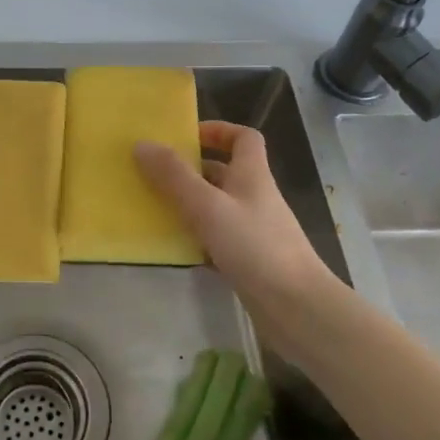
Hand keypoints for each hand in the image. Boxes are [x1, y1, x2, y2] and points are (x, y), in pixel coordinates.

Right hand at [135, 121, 346, 366]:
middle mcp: (255, 197)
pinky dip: (196, 239)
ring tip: (154, 208)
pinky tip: (173, 248)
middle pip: (224, 172)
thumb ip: (174, 176)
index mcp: (252, 174)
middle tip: (154, 174)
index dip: (218, 131)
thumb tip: (142, 144)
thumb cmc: (255, 246)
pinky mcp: (249, 260)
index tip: (185, 137)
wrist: (297, 308)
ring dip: (189, 205)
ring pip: (217, 207)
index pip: (243, 137)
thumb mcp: (208, 206)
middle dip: (191, 170)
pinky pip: (217, 239)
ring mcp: (254, 230)